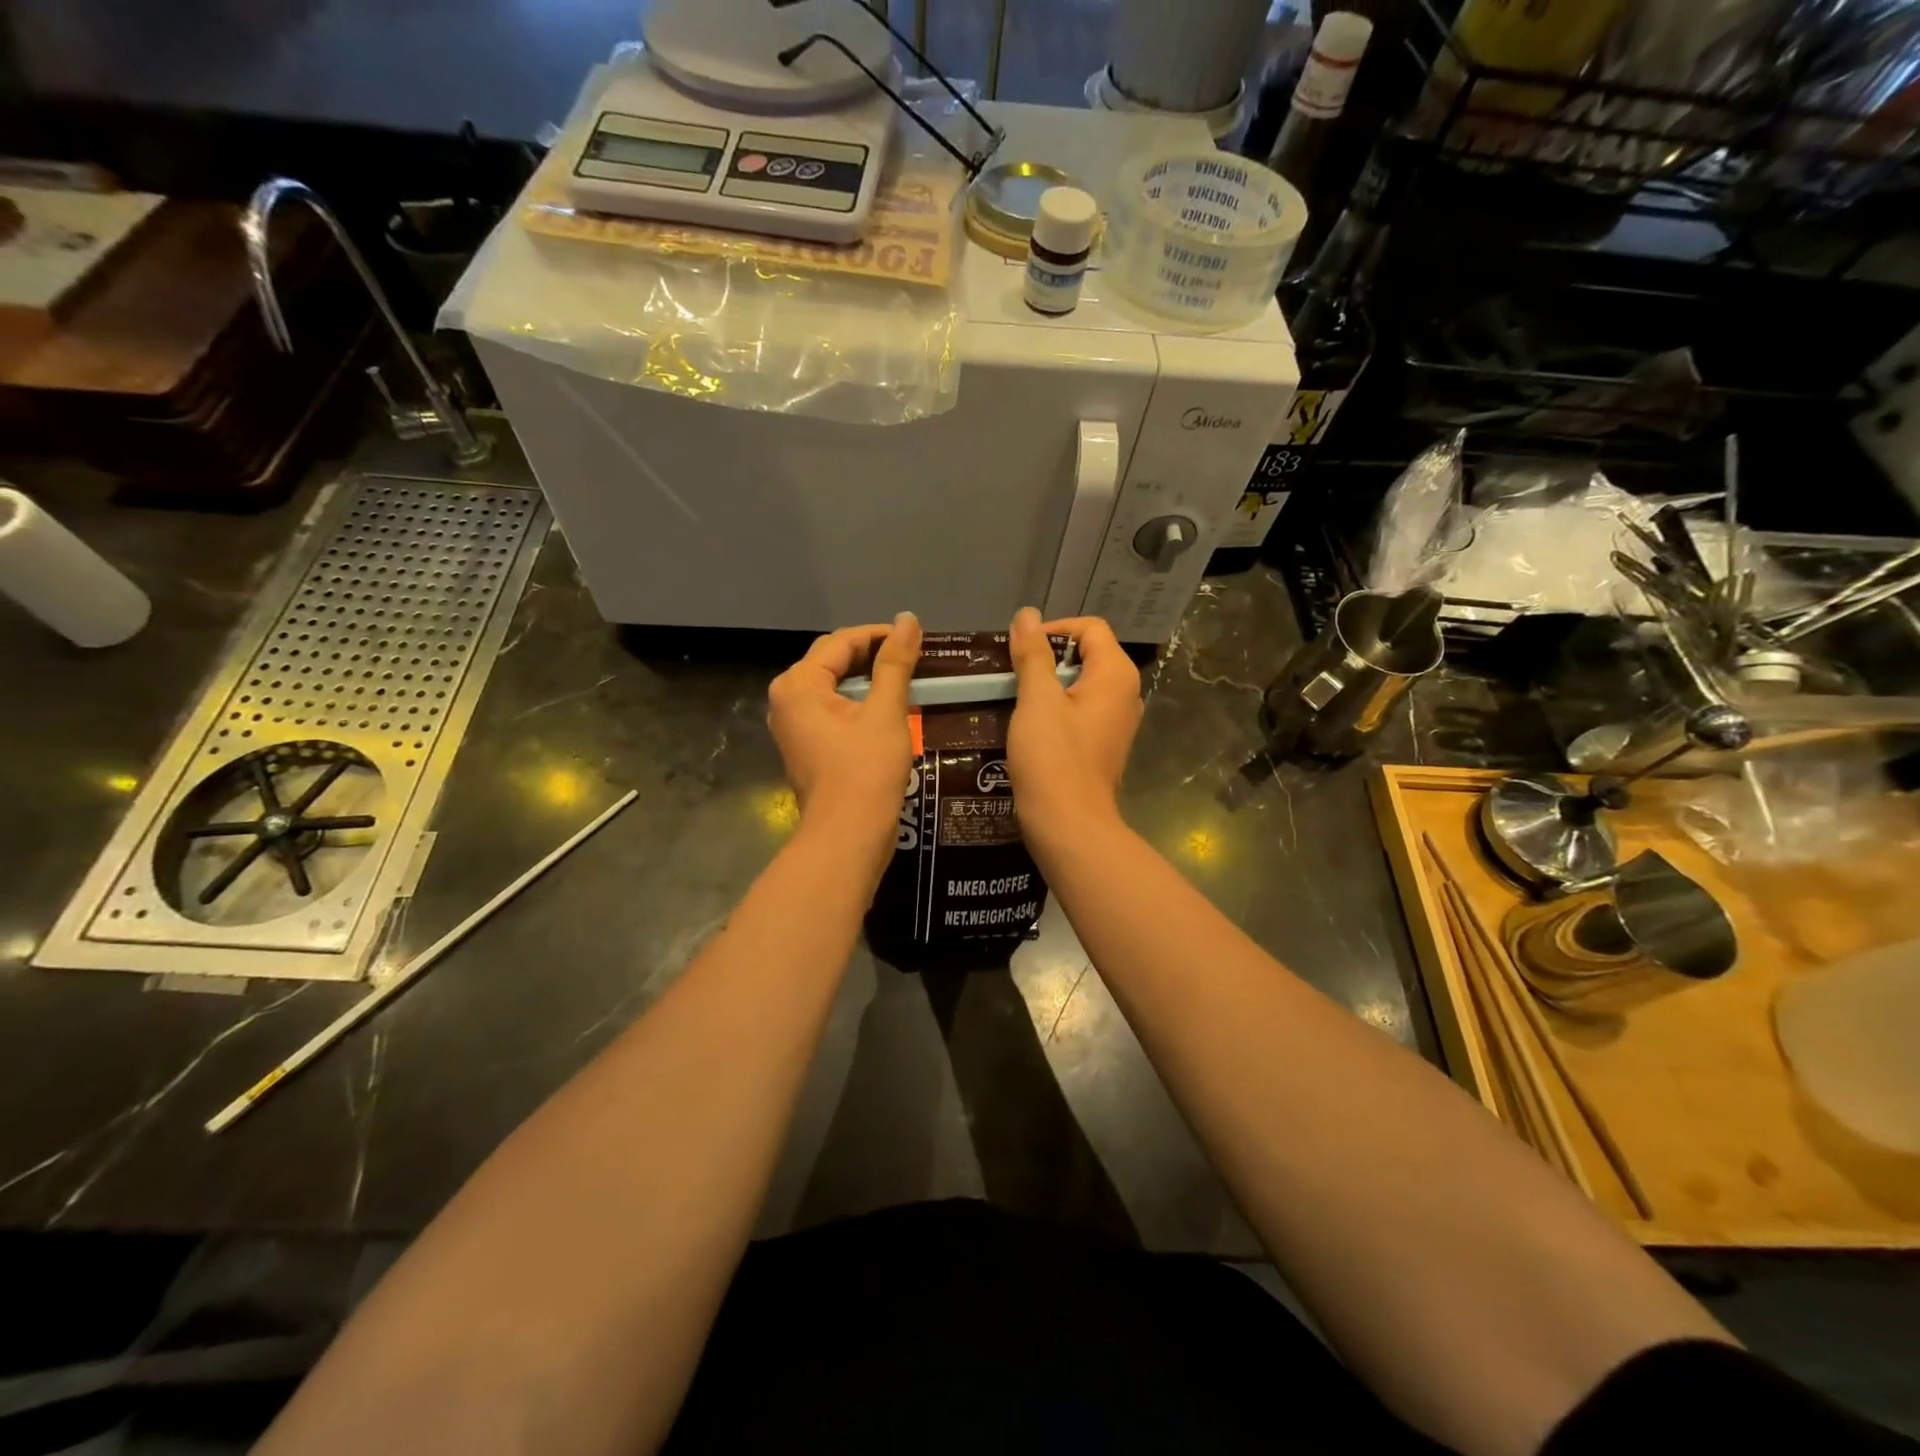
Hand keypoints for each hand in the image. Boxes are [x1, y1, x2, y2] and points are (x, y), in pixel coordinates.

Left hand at [767, 613, 921, 867]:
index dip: (880, 634)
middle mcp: (786, 700)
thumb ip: (895, 662)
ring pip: (834, 687)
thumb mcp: (886, 712)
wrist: (847, 837)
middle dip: (873, 656)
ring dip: (868, 680)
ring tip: (907, 679)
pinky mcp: (805, 747)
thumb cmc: (866, 771)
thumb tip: (908, 619)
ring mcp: (793, 726)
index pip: (841, 641)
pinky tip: (889, 708)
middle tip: (915, 658)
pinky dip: (859, 703)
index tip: (917, 638)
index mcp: (798, 684)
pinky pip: (832, 711)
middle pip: (833, 661)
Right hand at [1006, 608, 1141, 853]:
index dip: (1054, 629)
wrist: (1070, 825)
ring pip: (1081, 685)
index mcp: (1115, 675)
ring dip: (1049, 685)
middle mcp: (1125, 694)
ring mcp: (1117, 723)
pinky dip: (1057, 709)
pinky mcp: (1103, 745)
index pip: (1090, 628)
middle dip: (1048, 657)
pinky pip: (1081, 712)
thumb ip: (1032, 654)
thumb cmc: (1053, 758)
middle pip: (1087, 655)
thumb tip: (1026, 615)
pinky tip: (1029, 725)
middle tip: (1012, 673)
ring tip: (1015, 697)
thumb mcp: (1037, 700)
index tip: (1020, 649)